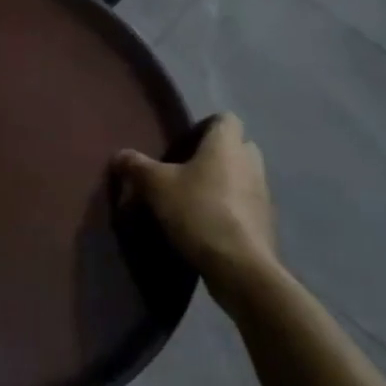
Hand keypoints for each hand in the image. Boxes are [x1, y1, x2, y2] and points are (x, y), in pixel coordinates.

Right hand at [112, 113, 274, 275]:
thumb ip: (136, 166)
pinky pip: (247, 206)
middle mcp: (251, 163)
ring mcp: (263, 195)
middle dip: (216, 155)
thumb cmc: (198, 211)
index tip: (183, 143)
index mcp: (227, 145)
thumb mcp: (155, 186)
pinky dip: (231, 210)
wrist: (240, 267)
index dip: (205, 126)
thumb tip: (119, 155)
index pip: (225, 118)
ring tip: (195, 200)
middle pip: (238, 147)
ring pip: (243, 177)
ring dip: (225, 183)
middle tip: (187, 169)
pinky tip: (208, 225)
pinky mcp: (266, 224)